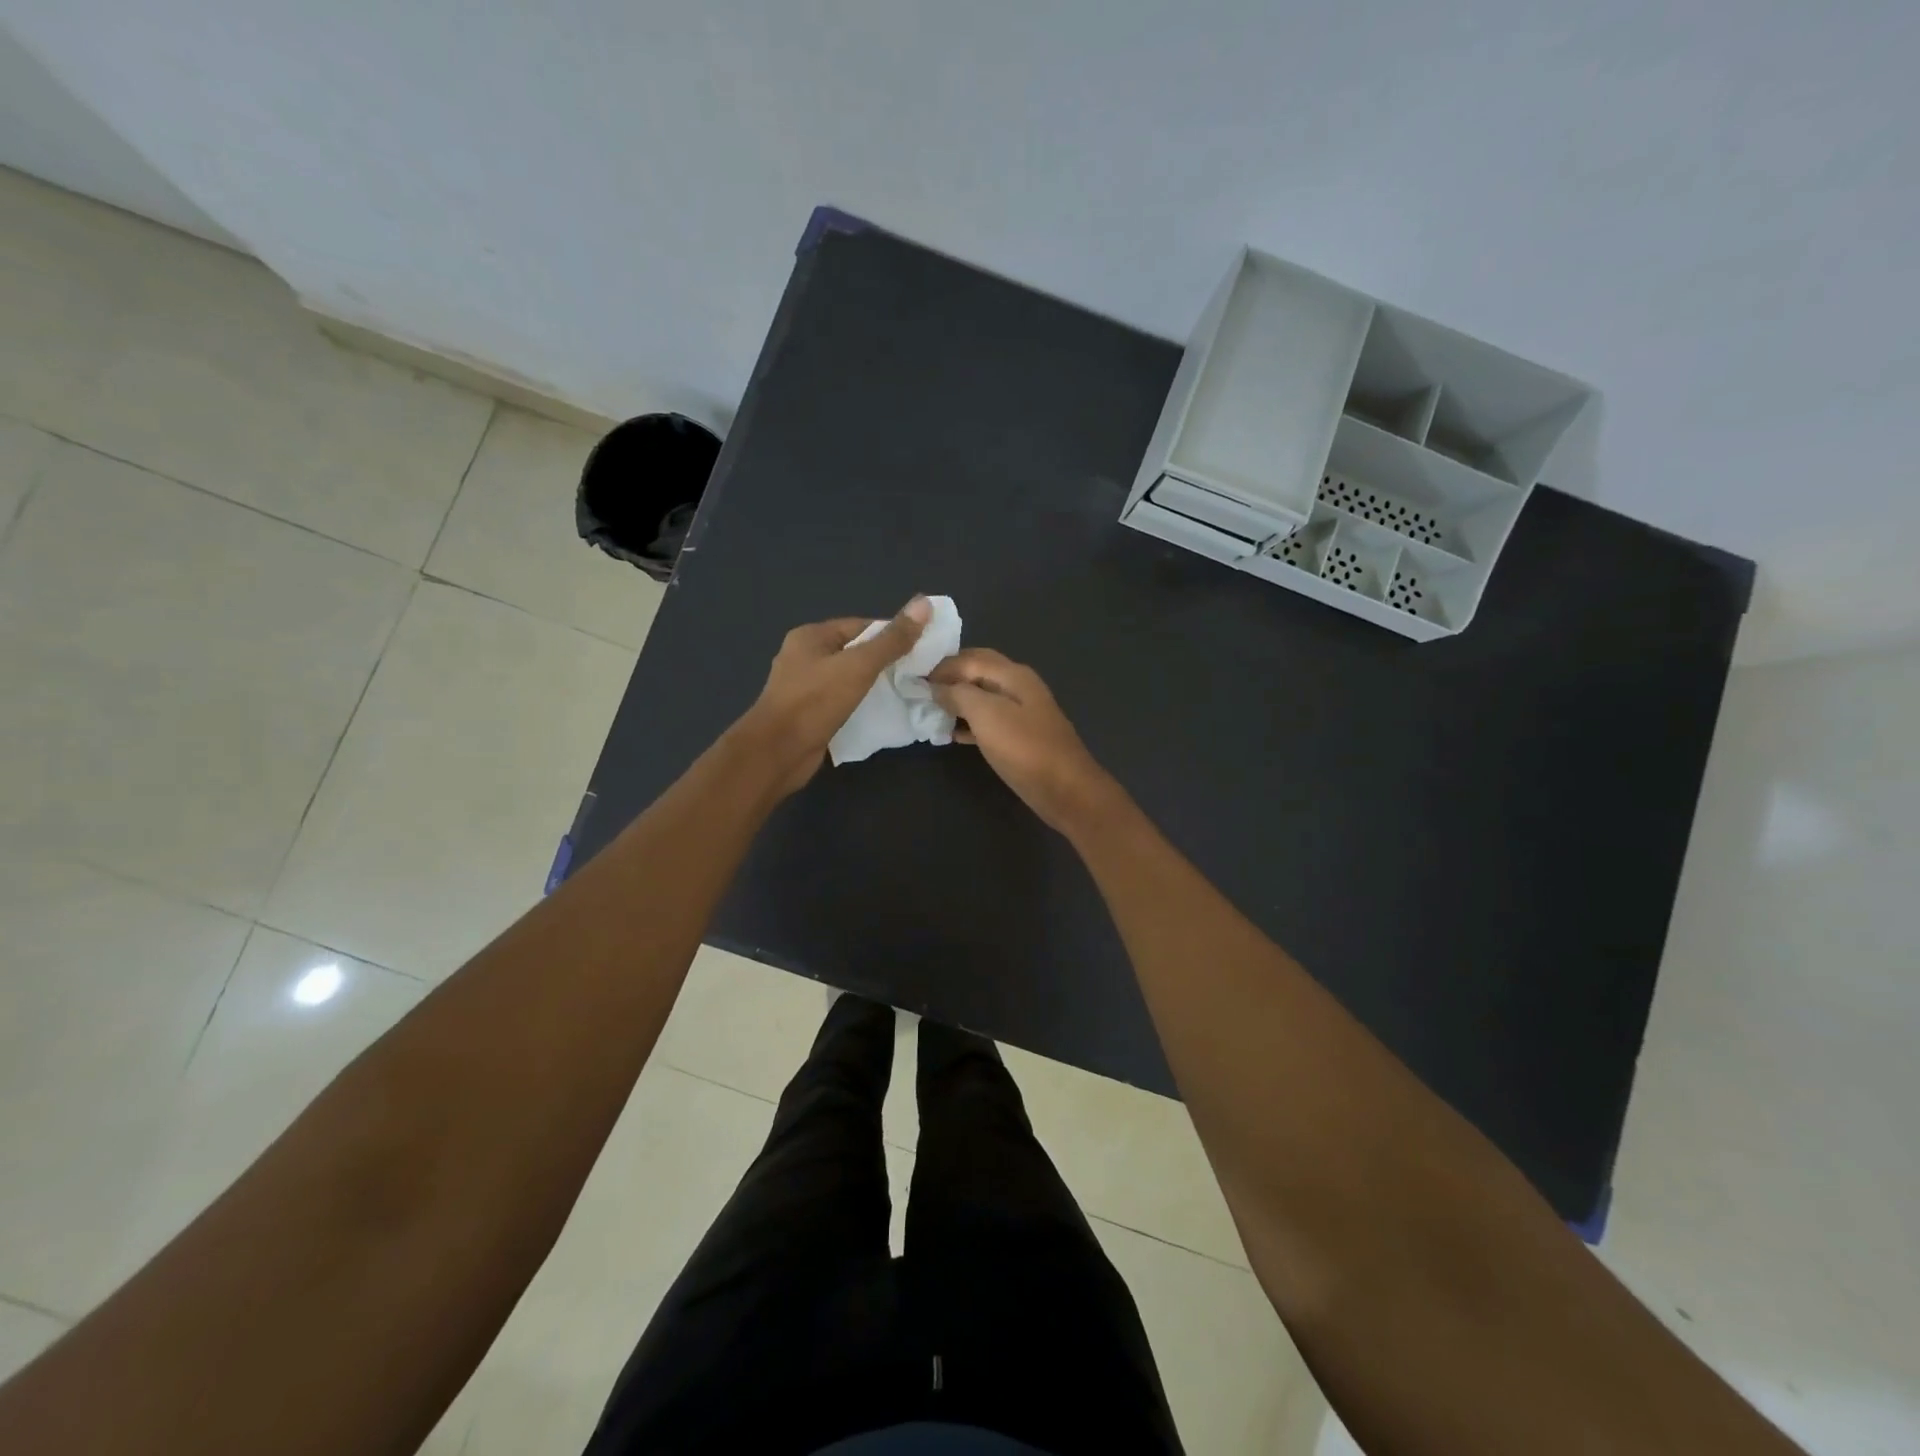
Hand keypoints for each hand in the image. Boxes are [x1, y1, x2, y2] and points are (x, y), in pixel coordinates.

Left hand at [737, 597, 930, 795]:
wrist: (777, 753)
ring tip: (906, 692)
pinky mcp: (809, 714)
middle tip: (919, 673)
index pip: (862, 626)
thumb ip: (892, 640)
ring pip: (849, 679)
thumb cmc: (815, 702)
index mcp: (811, 637)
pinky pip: (842, 702)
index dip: (892, 635)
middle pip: (855, 652)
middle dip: (886, 661)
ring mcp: (805, 687)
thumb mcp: (859, 666)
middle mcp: (805, 657)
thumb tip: (924, 604)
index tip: (922, 649)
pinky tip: (883, 713)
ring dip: (875, 686)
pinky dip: (861, 705)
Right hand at [930, 648, 1118, 833]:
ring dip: (956, 701)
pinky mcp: (1019, 737)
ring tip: (927, 710)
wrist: (1065, 789)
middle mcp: (1018, 686)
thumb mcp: (986, 715)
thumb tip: (936, 686)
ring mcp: (1021, 712)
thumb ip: (959, 694)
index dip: (940, 666)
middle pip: (977, 673)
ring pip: (981, 697)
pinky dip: (968, 723)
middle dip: (949, 678)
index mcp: (1013, 674)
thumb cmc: (1024, 748)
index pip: (969, 658)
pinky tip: (949, 734)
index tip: (911, 677)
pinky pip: (988, 721)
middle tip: (919, 689)